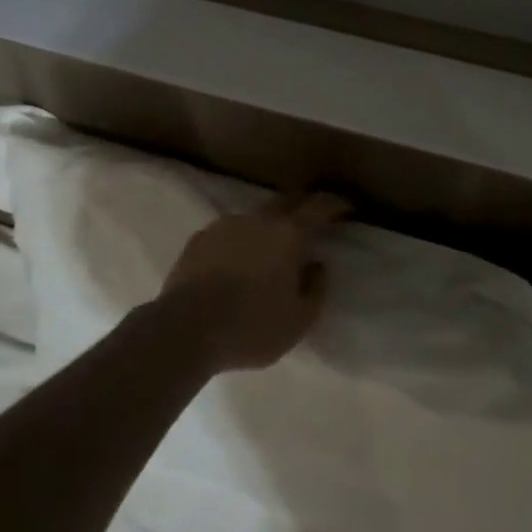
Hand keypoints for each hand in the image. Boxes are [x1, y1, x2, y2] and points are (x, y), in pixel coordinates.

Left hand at [153, 194, 349, 372]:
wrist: (184, 329)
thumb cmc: (251, 327)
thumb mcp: (298, 321)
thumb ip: (316, 290)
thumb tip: (317, 265)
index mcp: (288, 235)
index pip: (319, 208)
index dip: (335, 204)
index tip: (346, 206)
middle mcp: (258, 221)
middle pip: (286, 201)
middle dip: (302, 206)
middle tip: (311, 219)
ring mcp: (225, 226)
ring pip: (254, 217)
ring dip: (267, 226)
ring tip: (268, 248)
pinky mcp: (199, 239)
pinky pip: (228, 232)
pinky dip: (239, 241)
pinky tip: (236, 261)